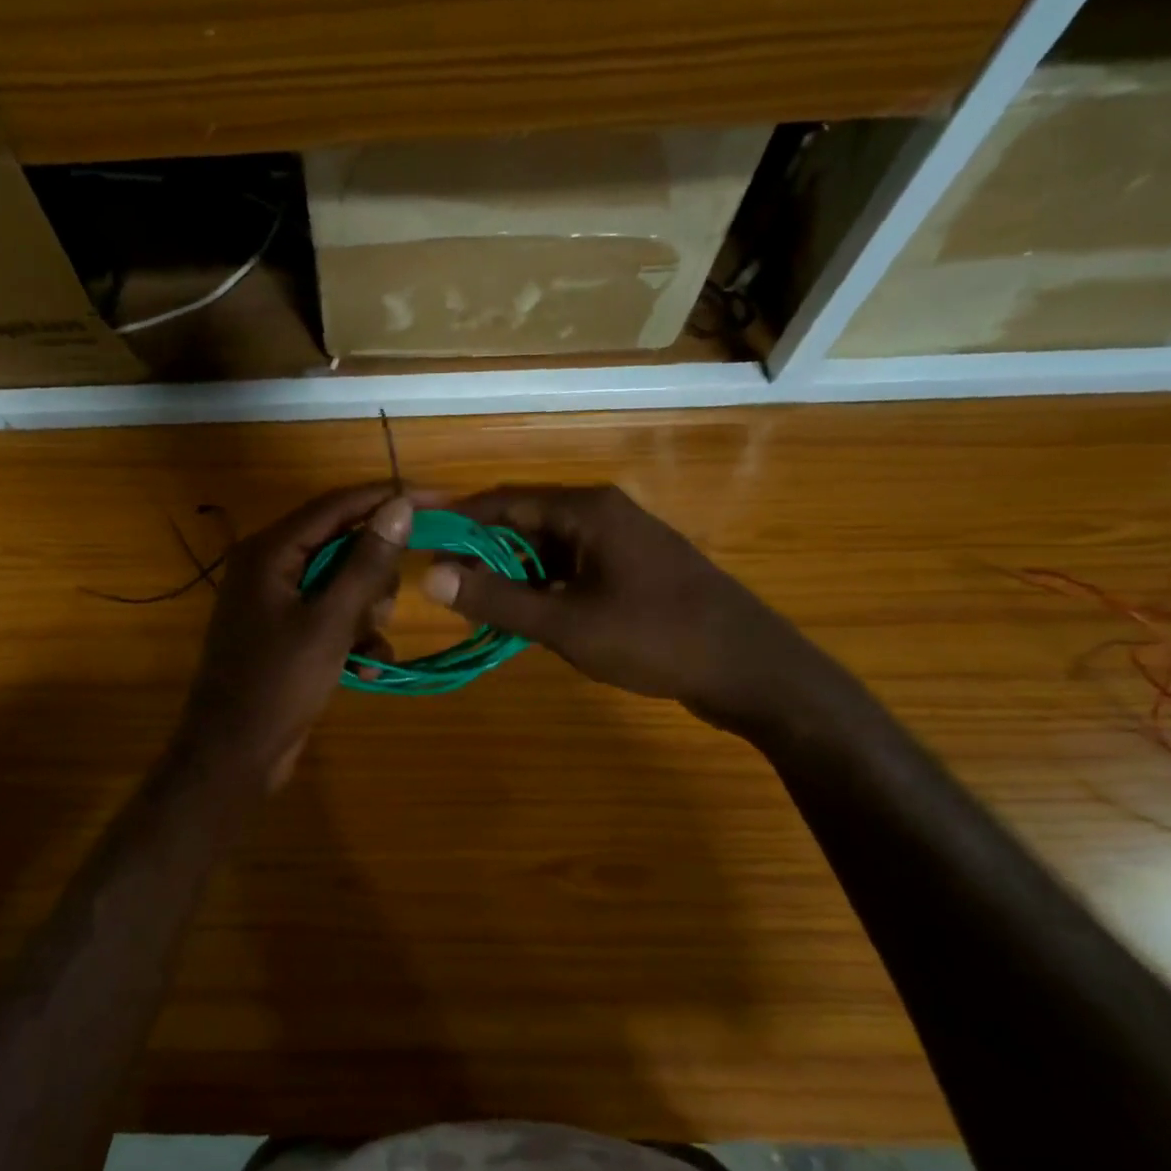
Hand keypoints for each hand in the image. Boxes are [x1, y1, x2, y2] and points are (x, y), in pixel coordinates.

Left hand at [176, 483, 412, 785]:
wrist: (234, 754)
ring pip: (342, 583)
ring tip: (368, 643)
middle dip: (373, 576)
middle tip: (384, 607)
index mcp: (270, 550)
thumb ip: (366, 563)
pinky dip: (353, 636)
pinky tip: (366, 667)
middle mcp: (270, 565)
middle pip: (342, 544)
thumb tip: (400, 505)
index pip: (338, 505)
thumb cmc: (279, 683)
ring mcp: (276, 600)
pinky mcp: (286, 631)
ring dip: (366, 612)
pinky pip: (332, 616)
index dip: (389, 499)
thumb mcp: (330, 622)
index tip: (442, 501)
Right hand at [421, 484, 829, 738]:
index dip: (458, 520)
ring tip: (478, 608)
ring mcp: (622, 541)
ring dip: (512, 575)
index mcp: (587, 510)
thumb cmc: (655, 638)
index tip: (420, 541)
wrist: (749, 669)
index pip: (504, 501)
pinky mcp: (633, 569)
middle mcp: (603, 513)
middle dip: (483, 554)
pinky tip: (527, 618)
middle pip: (525, 522)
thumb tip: (430, 577)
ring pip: (548, 549)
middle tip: (445, 588)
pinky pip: (573, 568)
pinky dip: (543, 588)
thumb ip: (497, 599)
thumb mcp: (566, 622)